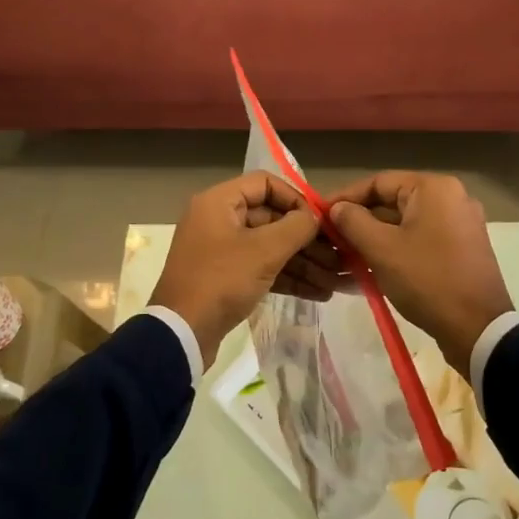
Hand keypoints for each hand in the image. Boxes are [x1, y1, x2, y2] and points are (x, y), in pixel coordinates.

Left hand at [148, 172, 330, 364]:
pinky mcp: (227, 278)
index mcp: (219, 202)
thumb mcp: (263, 251)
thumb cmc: (221, 281)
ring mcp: (222, 251)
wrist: (181, 334)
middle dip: (307, 239)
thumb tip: (314, 217)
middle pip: (272, 218)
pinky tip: (319, 293)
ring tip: (335, 280)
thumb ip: (295, 227)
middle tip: (338, 256)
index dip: (296, 198)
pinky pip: (263, 269)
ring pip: (271, 247)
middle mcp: (219, 220)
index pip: (265, 184)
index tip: (320, 220)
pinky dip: (288, 278)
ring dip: (303, 262)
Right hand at [327, 171, 513, 377]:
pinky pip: (421, 239)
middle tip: (330, 238)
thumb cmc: (427, 280)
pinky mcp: (462, 248)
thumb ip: (353, 222)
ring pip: (405, 223)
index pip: (378, 182)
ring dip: (375, 237)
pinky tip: (371, 267)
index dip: (346, 197)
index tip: (320, 213)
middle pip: (393, 201)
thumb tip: (337, 209)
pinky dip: (396, 249)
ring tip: (345, 256)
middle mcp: (451, 197)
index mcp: (434, 188)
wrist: (478, 330)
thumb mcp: (381, 249)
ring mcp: (460, 224)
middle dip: (360, 220)